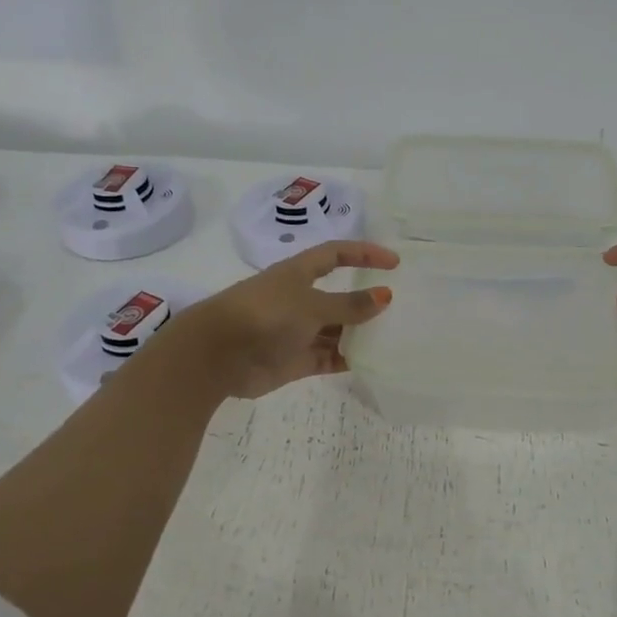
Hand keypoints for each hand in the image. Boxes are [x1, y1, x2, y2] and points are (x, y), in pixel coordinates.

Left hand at [175, 241, 399, 399]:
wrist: (217, 356)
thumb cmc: (265, 316)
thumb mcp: (312, 305)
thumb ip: (350, 305)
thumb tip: (386, 296)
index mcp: (298, 273)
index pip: (337, 254)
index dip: (364, 254)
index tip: (394, 263)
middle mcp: (298, 299)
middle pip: (338, 296)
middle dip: (365, 300)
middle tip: (400, 307)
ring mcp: (296, 331)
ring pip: (335, 330)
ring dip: (359, 333)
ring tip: (392, 337)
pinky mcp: (294, 360)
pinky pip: (328, 357)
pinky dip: (347, 359)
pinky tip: (372, 362)